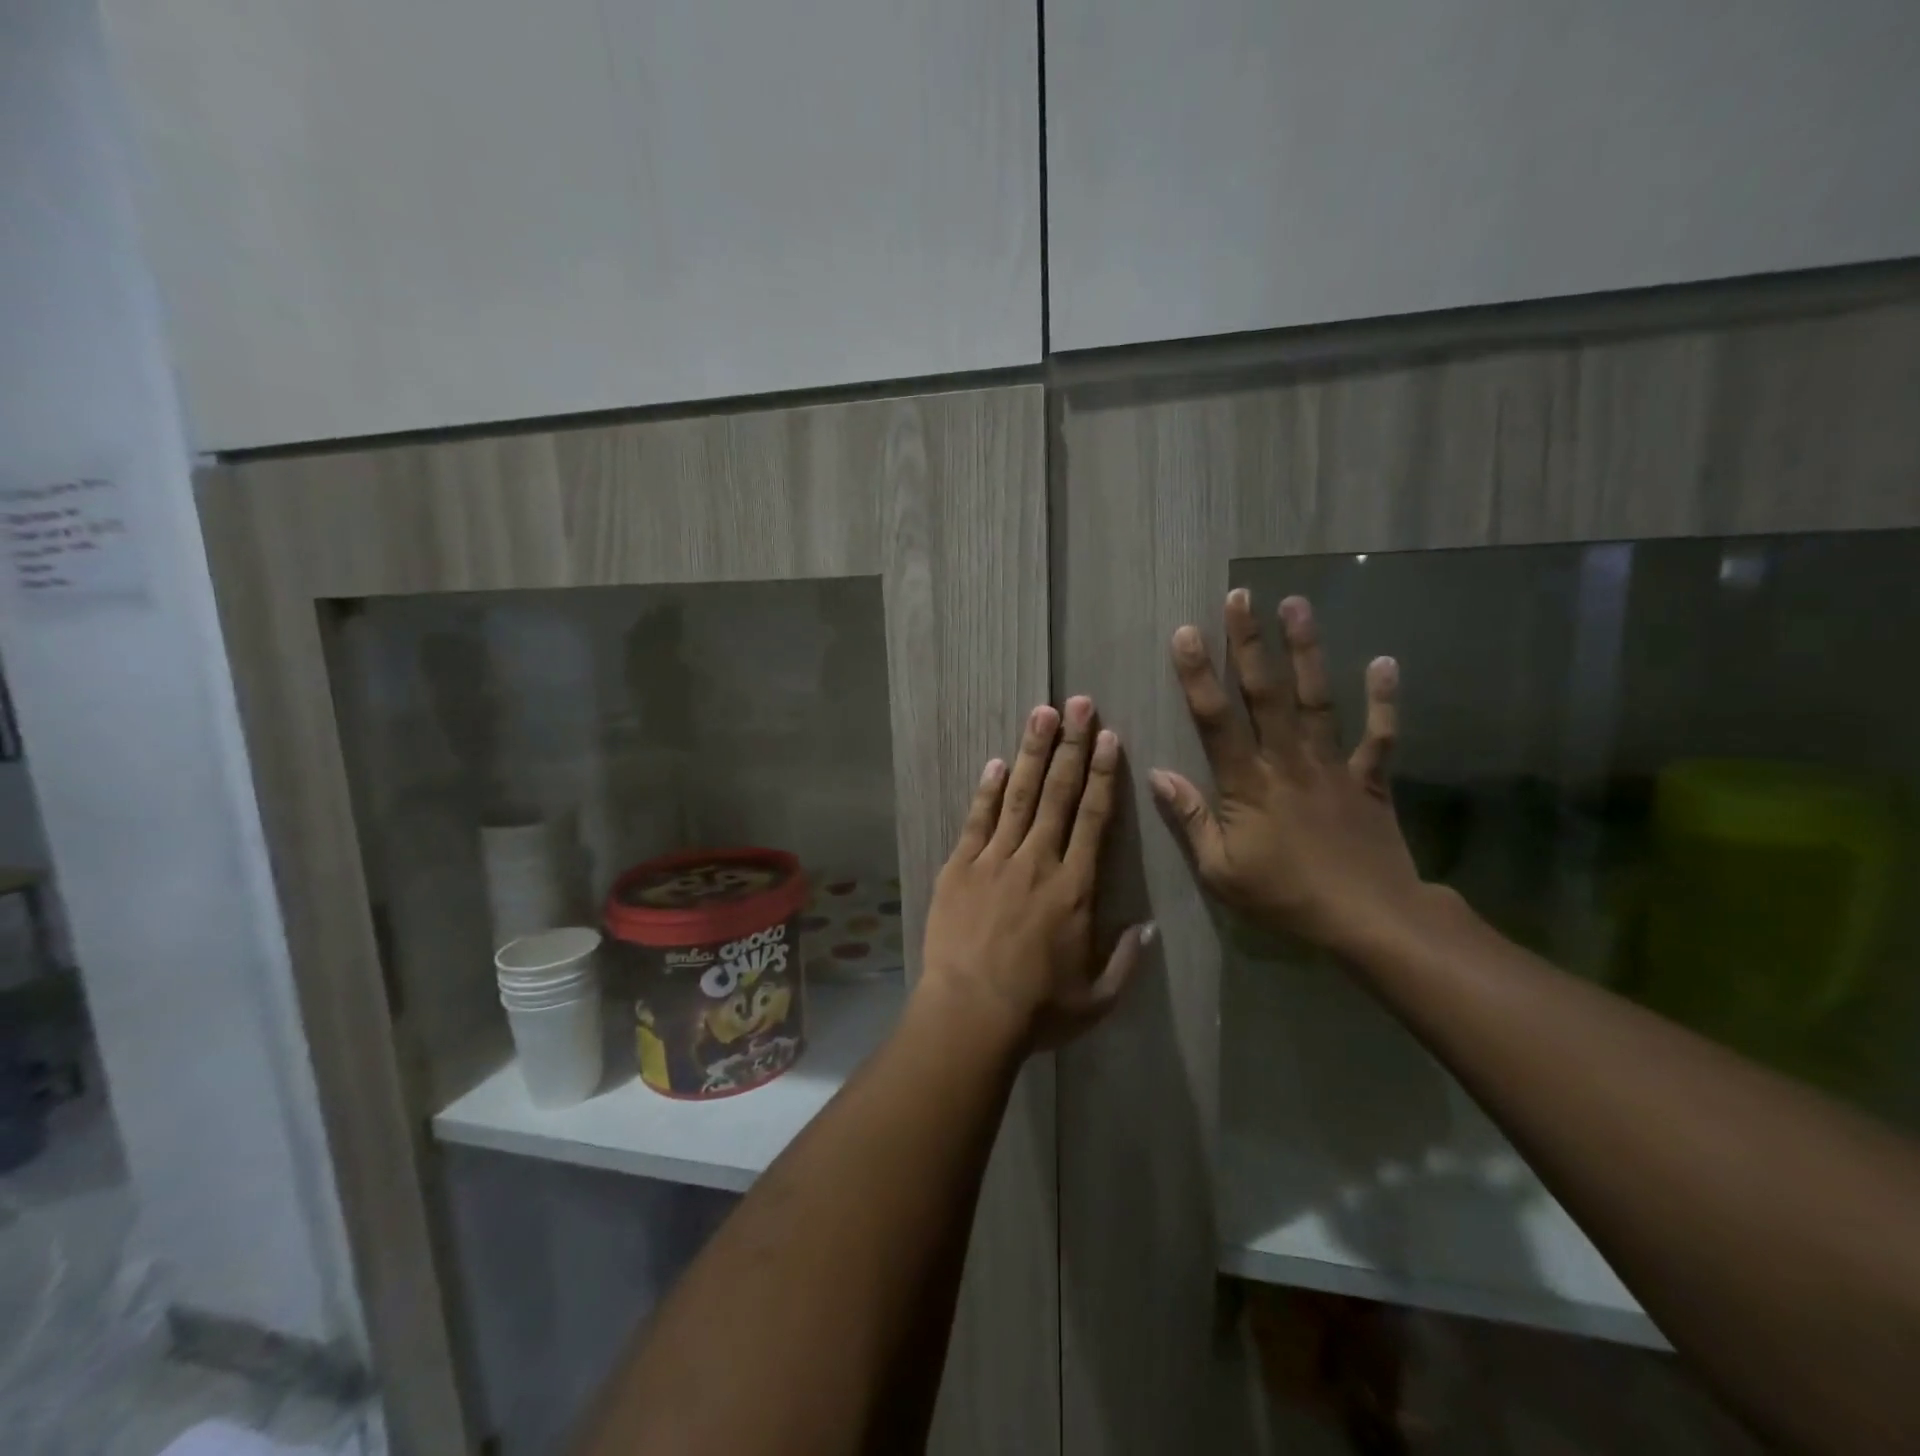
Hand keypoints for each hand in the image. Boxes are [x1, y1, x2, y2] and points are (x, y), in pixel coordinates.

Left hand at [919, 697, 1150, 1050]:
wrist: (969, 1013)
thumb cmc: (1037, 1010)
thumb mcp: (1097, 998)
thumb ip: (1126, 960)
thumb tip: (1147, 927)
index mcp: (1075, 887)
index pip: (1094, 818)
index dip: (1102, 774)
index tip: (1109, 738)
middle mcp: (1038, 861)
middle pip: (1058, 794)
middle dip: (1071, 745)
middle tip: (1079, 703)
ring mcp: (995, 860)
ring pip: (1019, 796)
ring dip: (1033, 753)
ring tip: (1042, 714)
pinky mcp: (960, 868)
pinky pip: (977, 820)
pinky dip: (988, 791)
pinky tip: (996, 763)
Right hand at [1150, 591, 1436, 958]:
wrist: (1369, 921)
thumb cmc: (1285, 897)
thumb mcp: (1221, 870)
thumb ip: (1190, 819)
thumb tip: (1157, 774)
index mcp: (1247, 784)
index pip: (1216, 721)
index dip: (1198, 675)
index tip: (1187, 633)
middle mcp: (1288, 762)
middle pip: (1266, 694)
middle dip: (1249, 643)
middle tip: (1241, 597)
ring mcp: (1333, 766)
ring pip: (1317, 700)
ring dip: (1306, 652)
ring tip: (1296, 605)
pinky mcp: (1369, 780)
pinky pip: (1379, 736)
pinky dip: (1385, 701)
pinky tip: (1384, 661)